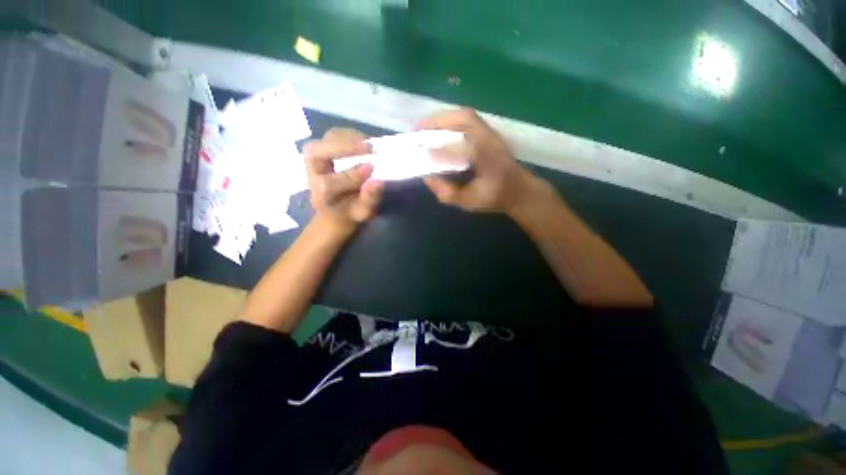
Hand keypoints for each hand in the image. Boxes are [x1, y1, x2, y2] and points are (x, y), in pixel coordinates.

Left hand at [304, 128, 383, 231]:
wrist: (336, 207)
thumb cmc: (350, 211)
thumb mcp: (362, 212)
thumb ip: (369, 199)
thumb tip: (378, 181)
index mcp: (320, 195)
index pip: (328, 184)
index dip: (349, 176)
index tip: (371, 168)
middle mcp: (312, 174)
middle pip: (315, 153)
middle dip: (342, 148)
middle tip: (370, 148)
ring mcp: (315, 159)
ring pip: (324, 140)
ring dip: (348, 138)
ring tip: (370, 144)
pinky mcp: (323, 148)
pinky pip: (333, 135)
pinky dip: (350, 135)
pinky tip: (365, 141)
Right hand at [417, 109, 532, 212]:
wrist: (519, 190)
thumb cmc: (495, 197)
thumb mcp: (469, 202)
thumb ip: (447, 193)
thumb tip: (428, 178)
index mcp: (485, 156)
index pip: (456, 145)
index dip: (436, 147)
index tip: (421, 151)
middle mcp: (488, 138)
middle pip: (462, 118)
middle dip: (436, 121)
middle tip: (417, 129)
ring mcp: (491, 133)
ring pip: (465, 115)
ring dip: (443, 118)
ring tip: (426, 127)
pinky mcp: (490, 133)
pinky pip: (469, 119)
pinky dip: (452, 120)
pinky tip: (441, 129)